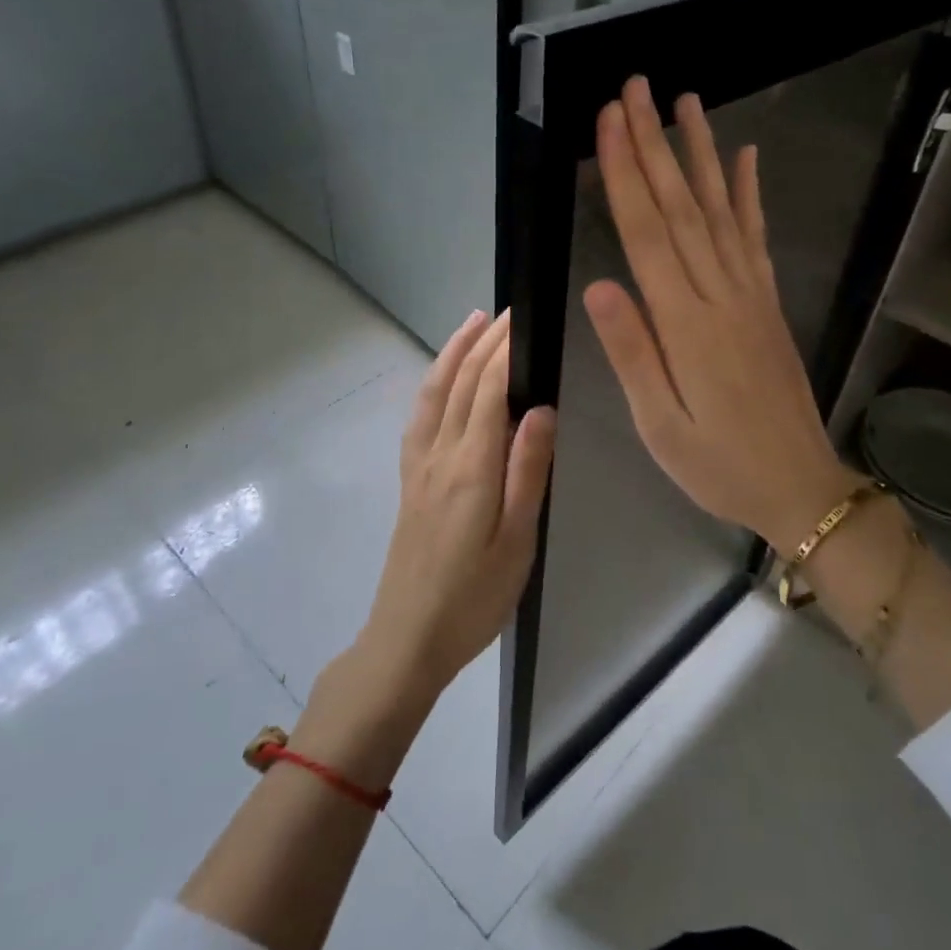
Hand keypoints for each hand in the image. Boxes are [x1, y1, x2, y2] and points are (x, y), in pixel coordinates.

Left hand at [355, 310, 556, 709]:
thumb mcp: (517, 541)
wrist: (407, 638)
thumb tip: (542, 409)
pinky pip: (420, 416)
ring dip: (454, 352)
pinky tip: (443, 379)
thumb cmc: (474, 597)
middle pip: (462, 383)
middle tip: (510, 311)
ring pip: (435, 393)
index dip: (505, 350)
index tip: (524, 317)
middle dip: (485, 341)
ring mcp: (420, 466)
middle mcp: (441, 455)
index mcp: (472, 467)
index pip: (489, 390)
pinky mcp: (410, 480)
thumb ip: (528, 471)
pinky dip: (433, 384)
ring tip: (473, 322)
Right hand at [584, 76, 860, 552]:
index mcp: (685, 324)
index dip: (626, 173)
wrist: (799, 486)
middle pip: (682, 206)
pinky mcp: (767, 302)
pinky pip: (756, 238)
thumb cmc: (718, 464)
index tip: (610, 121)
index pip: (648, 233)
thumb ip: (632, 353)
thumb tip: (599, 284)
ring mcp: (750, 294)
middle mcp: (720, 295)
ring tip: (686, 102)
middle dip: (655, 143)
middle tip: (637, 88)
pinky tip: (745, 157)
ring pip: (721, 210)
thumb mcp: (660, 426)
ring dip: (701, 153)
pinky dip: (750, 194)